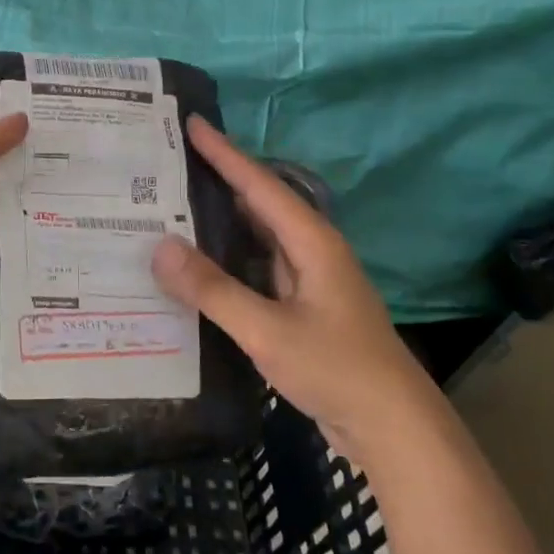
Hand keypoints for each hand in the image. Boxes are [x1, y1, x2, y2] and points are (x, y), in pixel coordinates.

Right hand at [150, 116, 430, 458]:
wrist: (394, 430)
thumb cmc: (338, 370)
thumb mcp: (269, 330)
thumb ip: (213, 290)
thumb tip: (159, 247)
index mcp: (311, 242)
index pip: (258, 184)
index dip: (224, 152)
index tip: (191, 122)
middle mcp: (310, 252)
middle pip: (257, 204)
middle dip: (215, 182)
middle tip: (166, 168)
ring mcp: (307, 282)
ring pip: (255, 239)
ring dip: (218, 224)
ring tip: (169, 211)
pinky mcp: (300, 309)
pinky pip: (255, 271)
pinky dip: (225, 262)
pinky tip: (195, 270)